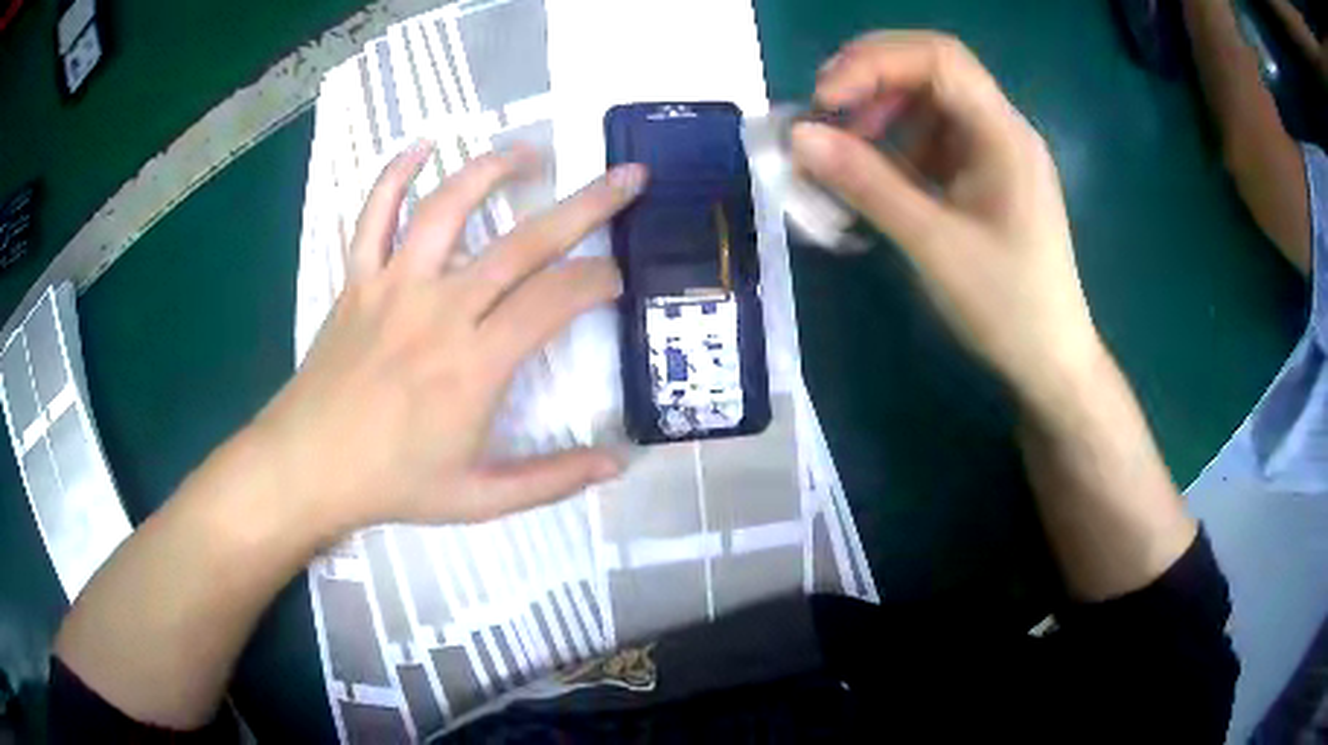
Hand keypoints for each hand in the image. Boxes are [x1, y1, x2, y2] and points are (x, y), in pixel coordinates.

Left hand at [249, 142, 647, 534]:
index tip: (619, 276)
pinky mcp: (358, 280)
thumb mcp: (480, 498)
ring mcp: (394, 286)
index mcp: (476, 364)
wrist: (307, 467)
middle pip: (525, 242)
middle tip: (627, 178)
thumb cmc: (393, 484)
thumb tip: (620, 462)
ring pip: (449, 207)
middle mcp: (441, 309)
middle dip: (587, 206)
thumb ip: (554, 479)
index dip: (600, 279)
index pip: (557, 299)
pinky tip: (420, 146)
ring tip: (531, 152)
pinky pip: (374, 215)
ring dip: (494, 170)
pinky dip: (394, 175)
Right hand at [792, 32, 1102, 400]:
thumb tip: (799, 136)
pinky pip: (936, 139)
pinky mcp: (987, 177)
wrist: (1052, 362)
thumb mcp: (933, 244)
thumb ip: (867, 183)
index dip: (874, 63)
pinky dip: (897, 144)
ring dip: (880, 112)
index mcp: (1003, 134)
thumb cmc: (1006, 306)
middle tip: (823, 112)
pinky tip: (877, 176)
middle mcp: (1003, 129)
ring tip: (843, 149)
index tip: (824, 100)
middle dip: (871, 79)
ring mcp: (996, 152)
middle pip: (933, 69)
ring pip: (930, 102)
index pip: (938, 58)